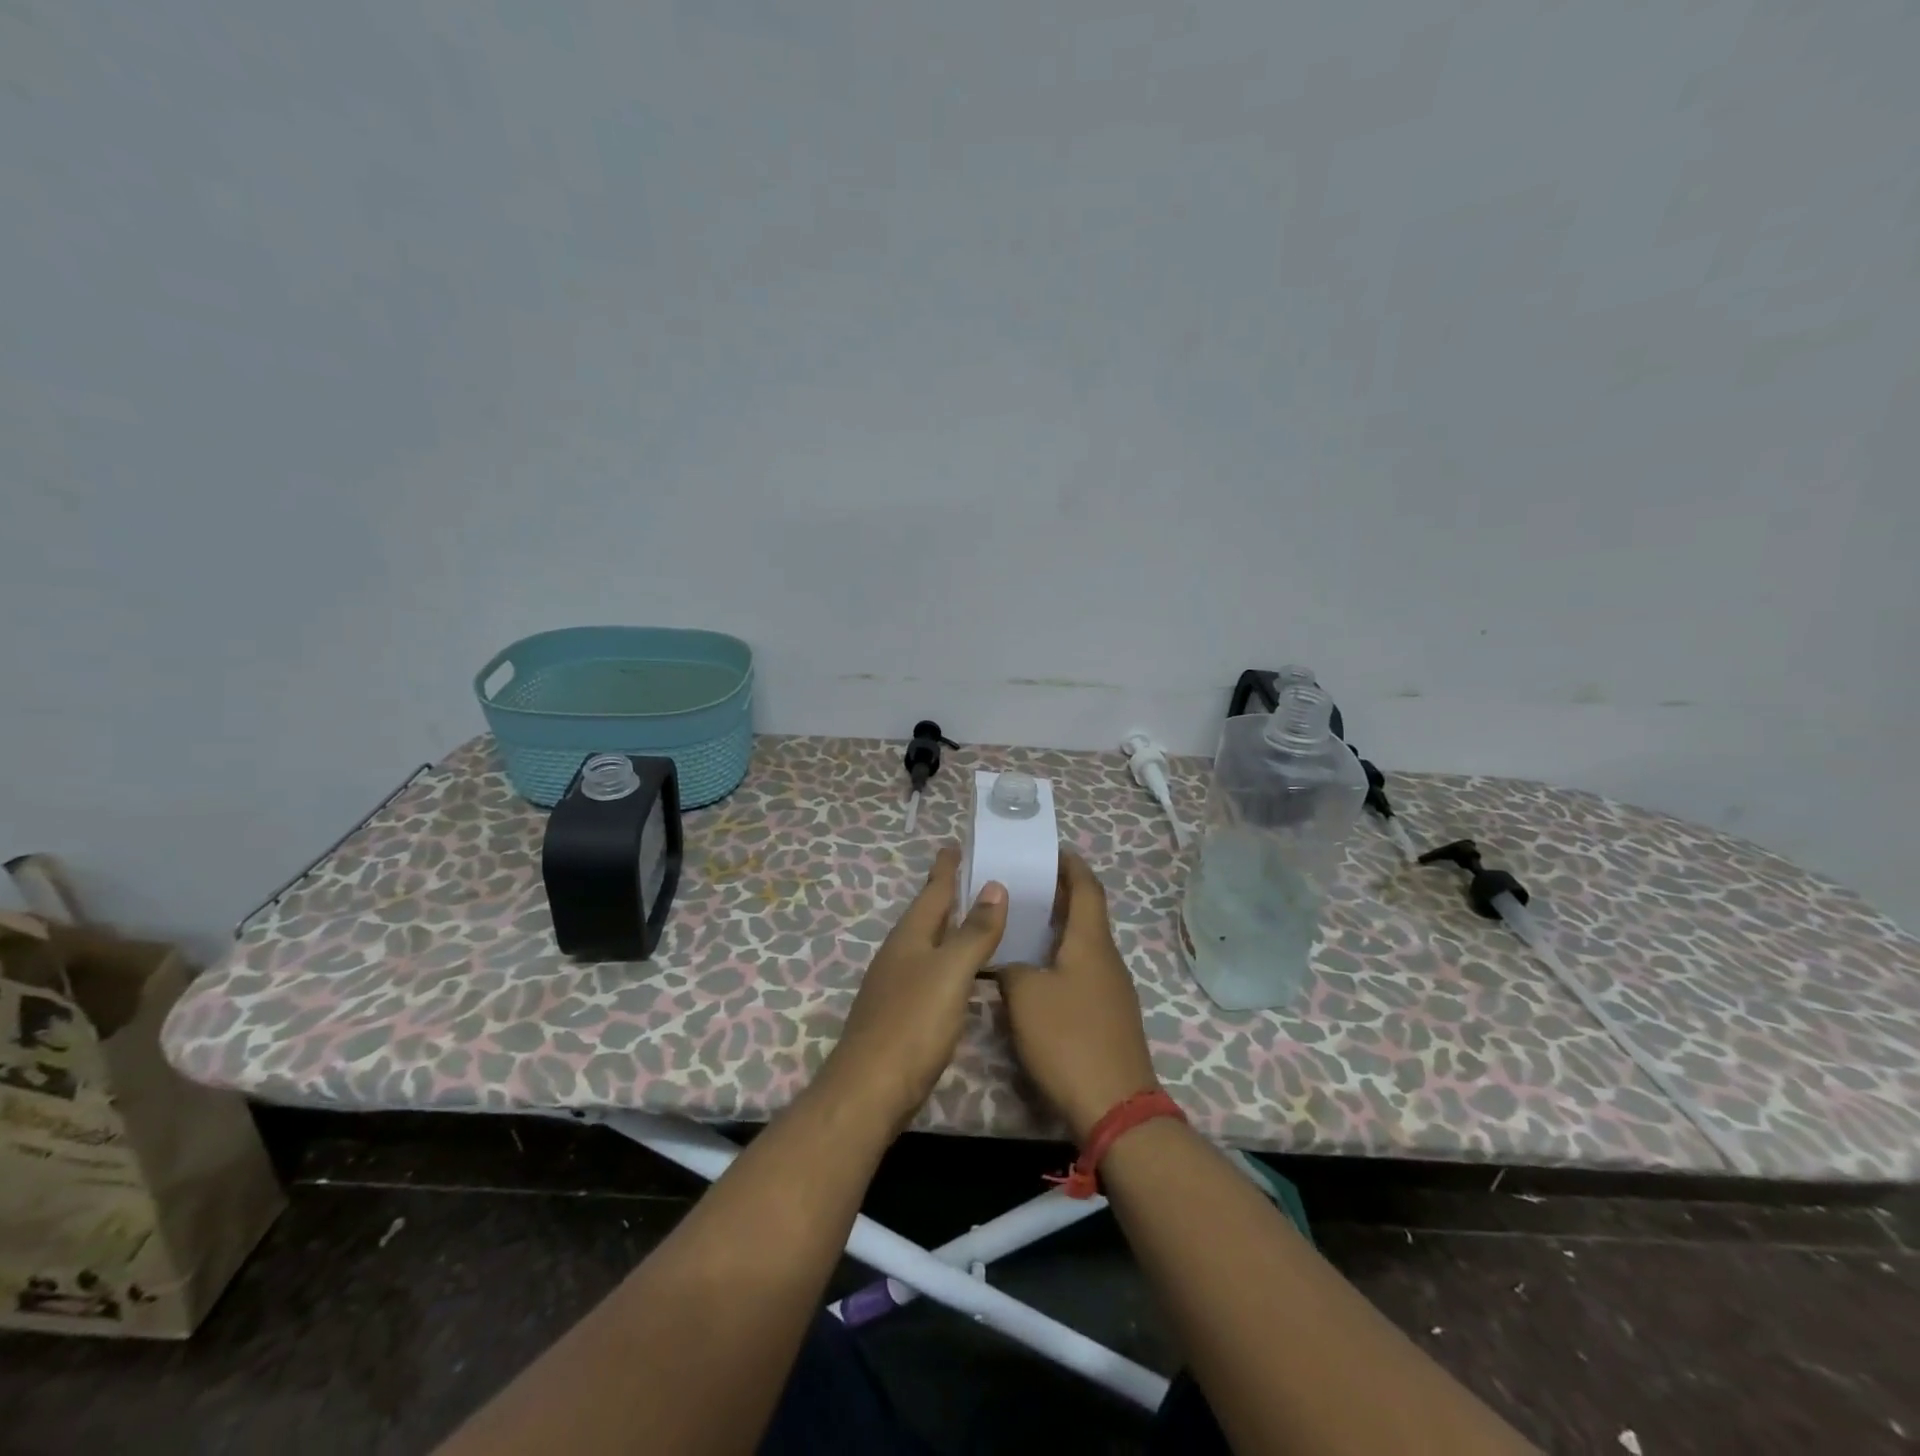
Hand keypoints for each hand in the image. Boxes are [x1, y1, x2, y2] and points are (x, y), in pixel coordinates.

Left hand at [815, 846, 1006, 1132]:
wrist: (870, 1089)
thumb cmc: (913, 1023)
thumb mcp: (951, 972)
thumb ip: (974, 931)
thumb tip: (994, 886)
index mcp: (910, 937)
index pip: (932, 892)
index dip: (946, 869)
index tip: (954, 845)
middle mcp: (899, 954)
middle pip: (927, 915)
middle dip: (946, 895)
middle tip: (972, 876)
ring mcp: (896, 984)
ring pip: (927, 944)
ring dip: (948, 928)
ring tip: (973, 919)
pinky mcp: (900, 1013)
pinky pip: (929, 972)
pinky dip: (948, 961)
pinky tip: (962, 974)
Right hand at [997, 852, 1160, 1141]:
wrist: (1114, 1106)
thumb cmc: (1068, 1038)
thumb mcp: (1025, 995)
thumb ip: (1010, 968)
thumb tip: (1007, 963)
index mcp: (1091, 942)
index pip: (1087, 888)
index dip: (1071, 866)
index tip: (1051, 851)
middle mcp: (1107, 959)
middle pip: (1087, 915)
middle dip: (1060, 896)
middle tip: (1025, 886)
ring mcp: (1112, 990)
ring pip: (1084, 945)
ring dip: (1059, 930)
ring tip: (1023, 926)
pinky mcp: (1108, 1017)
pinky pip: (1083, 972)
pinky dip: (1061, 960)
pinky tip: (1036, 974)